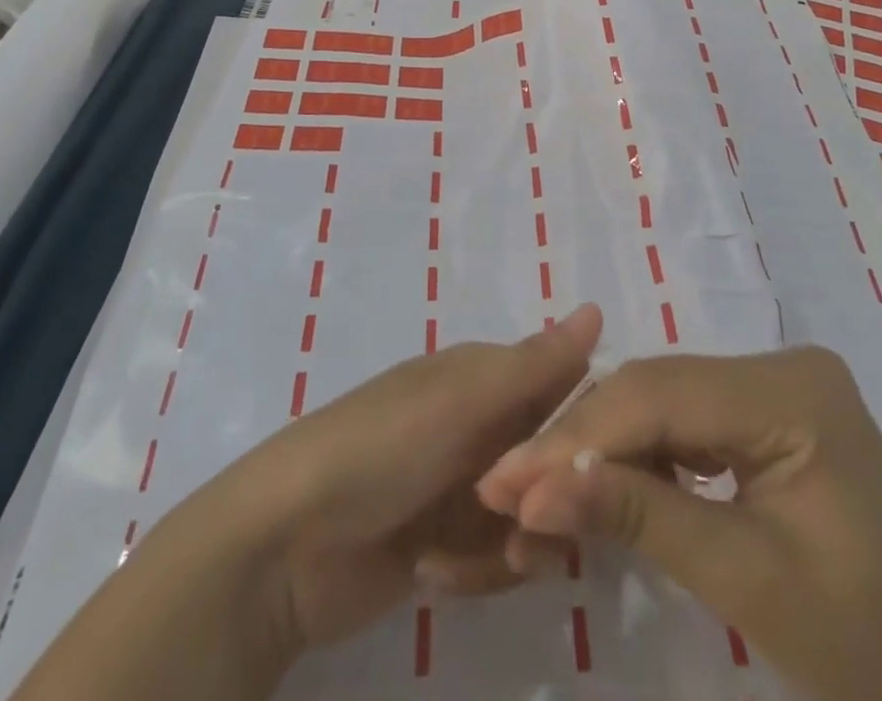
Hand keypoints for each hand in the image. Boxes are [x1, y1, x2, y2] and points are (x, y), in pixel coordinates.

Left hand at [14, 304, 601, 700]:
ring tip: (466, 556)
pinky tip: (436, 573)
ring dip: (509, 544)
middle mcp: (473, 425)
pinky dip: (476, 571)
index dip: (578, 427)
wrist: (284, 546)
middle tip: (521, 525)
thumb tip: (598, 308)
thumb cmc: (379, 451)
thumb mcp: (461, 402)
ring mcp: (456, 486)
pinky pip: (493, 558)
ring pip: (526, 516)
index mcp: (477, 377)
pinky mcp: (441, 543)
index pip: (558, 389)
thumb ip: (534, 365)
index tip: (590, 467)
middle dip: (544, 499)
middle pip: (548, 461)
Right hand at [475, 349, 881, 700]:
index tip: (504, 481)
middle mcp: (780, 366)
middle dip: (579, 442)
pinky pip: (684, 424)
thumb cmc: (870, 658)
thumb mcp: (747, 582)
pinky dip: (638, 459)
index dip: (577, 437)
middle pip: (655, 392)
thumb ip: (637, 516)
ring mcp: (774, 388)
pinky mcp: (766, 418)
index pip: (659, 395)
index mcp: (790, 390)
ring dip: (600, 450)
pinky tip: (598, 488)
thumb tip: (533, 489)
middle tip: (506, 488)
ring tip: (536, 492)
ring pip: (661, 404)